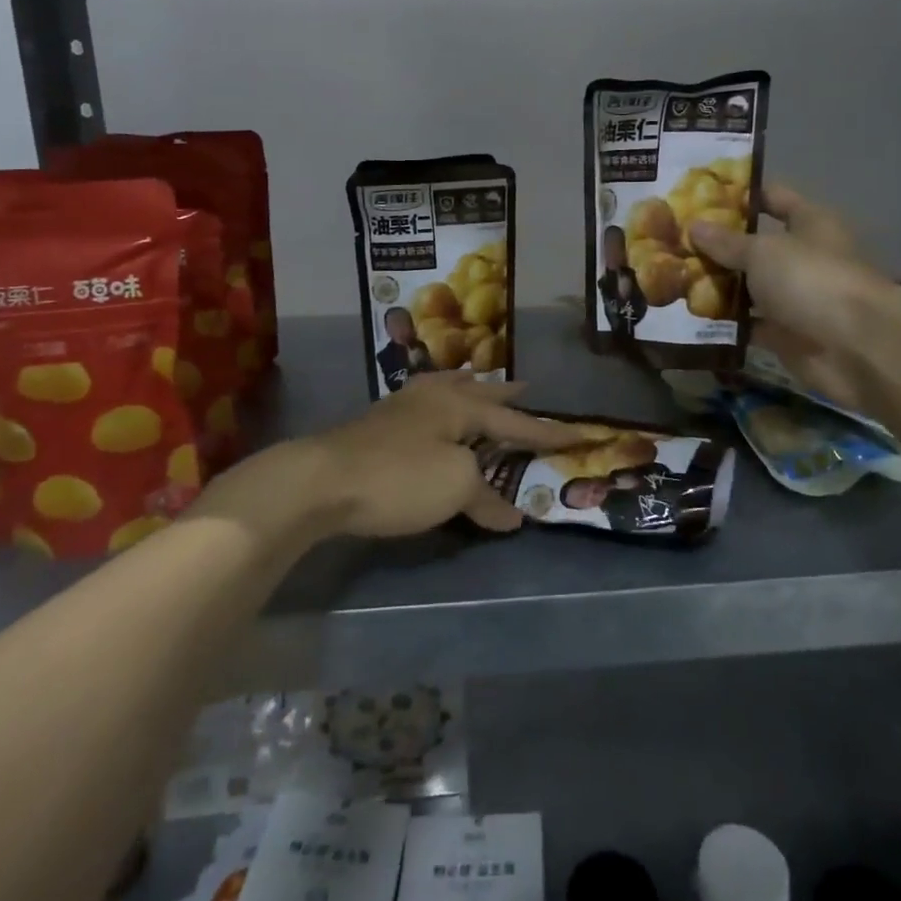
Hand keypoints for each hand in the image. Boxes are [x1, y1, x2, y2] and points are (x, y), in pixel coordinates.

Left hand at [231, 374, 583, 539]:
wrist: (322, 480)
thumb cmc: (399, 476)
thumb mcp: (454, 488)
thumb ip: (486, 498)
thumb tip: (513, 517)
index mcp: (460, 406)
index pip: (515, 421)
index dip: (548, 433)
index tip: (579, 434)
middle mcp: (434, 397)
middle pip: (479, 393)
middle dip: (505, 394)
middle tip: (527, 387)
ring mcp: (402, 408)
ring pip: (446, 391)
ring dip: (469, 390)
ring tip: (478, 383)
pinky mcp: (378, 426)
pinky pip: (424, 405)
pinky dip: (440, 404)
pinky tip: (429, 413)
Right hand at [687, 182, 895, 415]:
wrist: (857, 348)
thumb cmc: (812, 280)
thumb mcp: (763, 252)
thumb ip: (726, 242)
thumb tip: (694, 226)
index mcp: (809, 223)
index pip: (773, 197)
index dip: (739, 194)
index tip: (699, 194)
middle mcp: (803, 257)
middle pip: (754, 245)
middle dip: (716, 245)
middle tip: (671, 240)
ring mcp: (795, 298)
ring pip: (748, 287)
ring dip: (716, 286)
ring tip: (670, 277)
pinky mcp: (786, 335)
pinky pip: (748, 324)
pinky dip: (724, 323)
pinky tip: (687, 317)